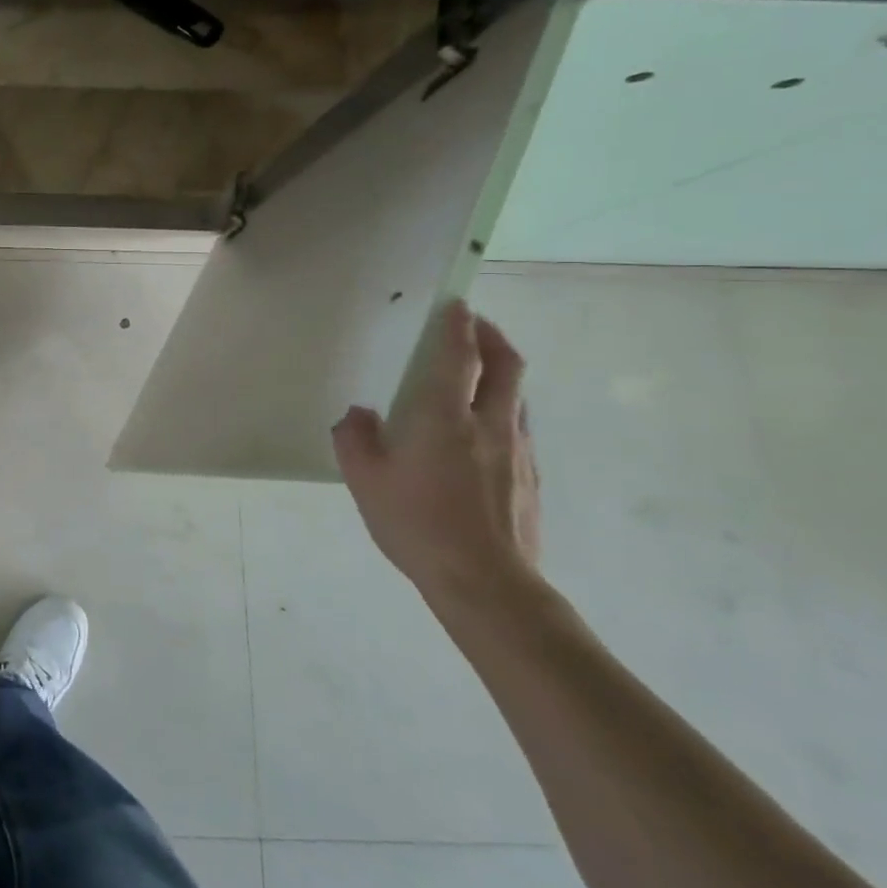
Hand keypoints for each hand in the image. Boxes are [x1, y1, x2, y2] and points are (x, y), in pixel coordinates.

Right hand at [331, 299, 540, 612]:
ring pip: (518, 396)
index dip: (458, 326)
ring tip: (480, 373)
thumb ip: (355, 439)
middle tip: (476, 325)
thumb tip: (360, 415)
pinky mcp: (531, 478)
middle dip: (493, 337)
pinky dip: (504, 410)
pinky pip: (519, 428)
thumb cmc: (417, 524)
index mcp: (445, 418)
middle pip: (506, 366)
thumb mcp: (364, 480)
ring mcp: (518, 452)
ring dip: (502, 373)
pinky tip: (483, 431)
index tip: (456, 304)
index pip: (459, 357)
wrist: (486, 583)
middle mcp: (489, 425)